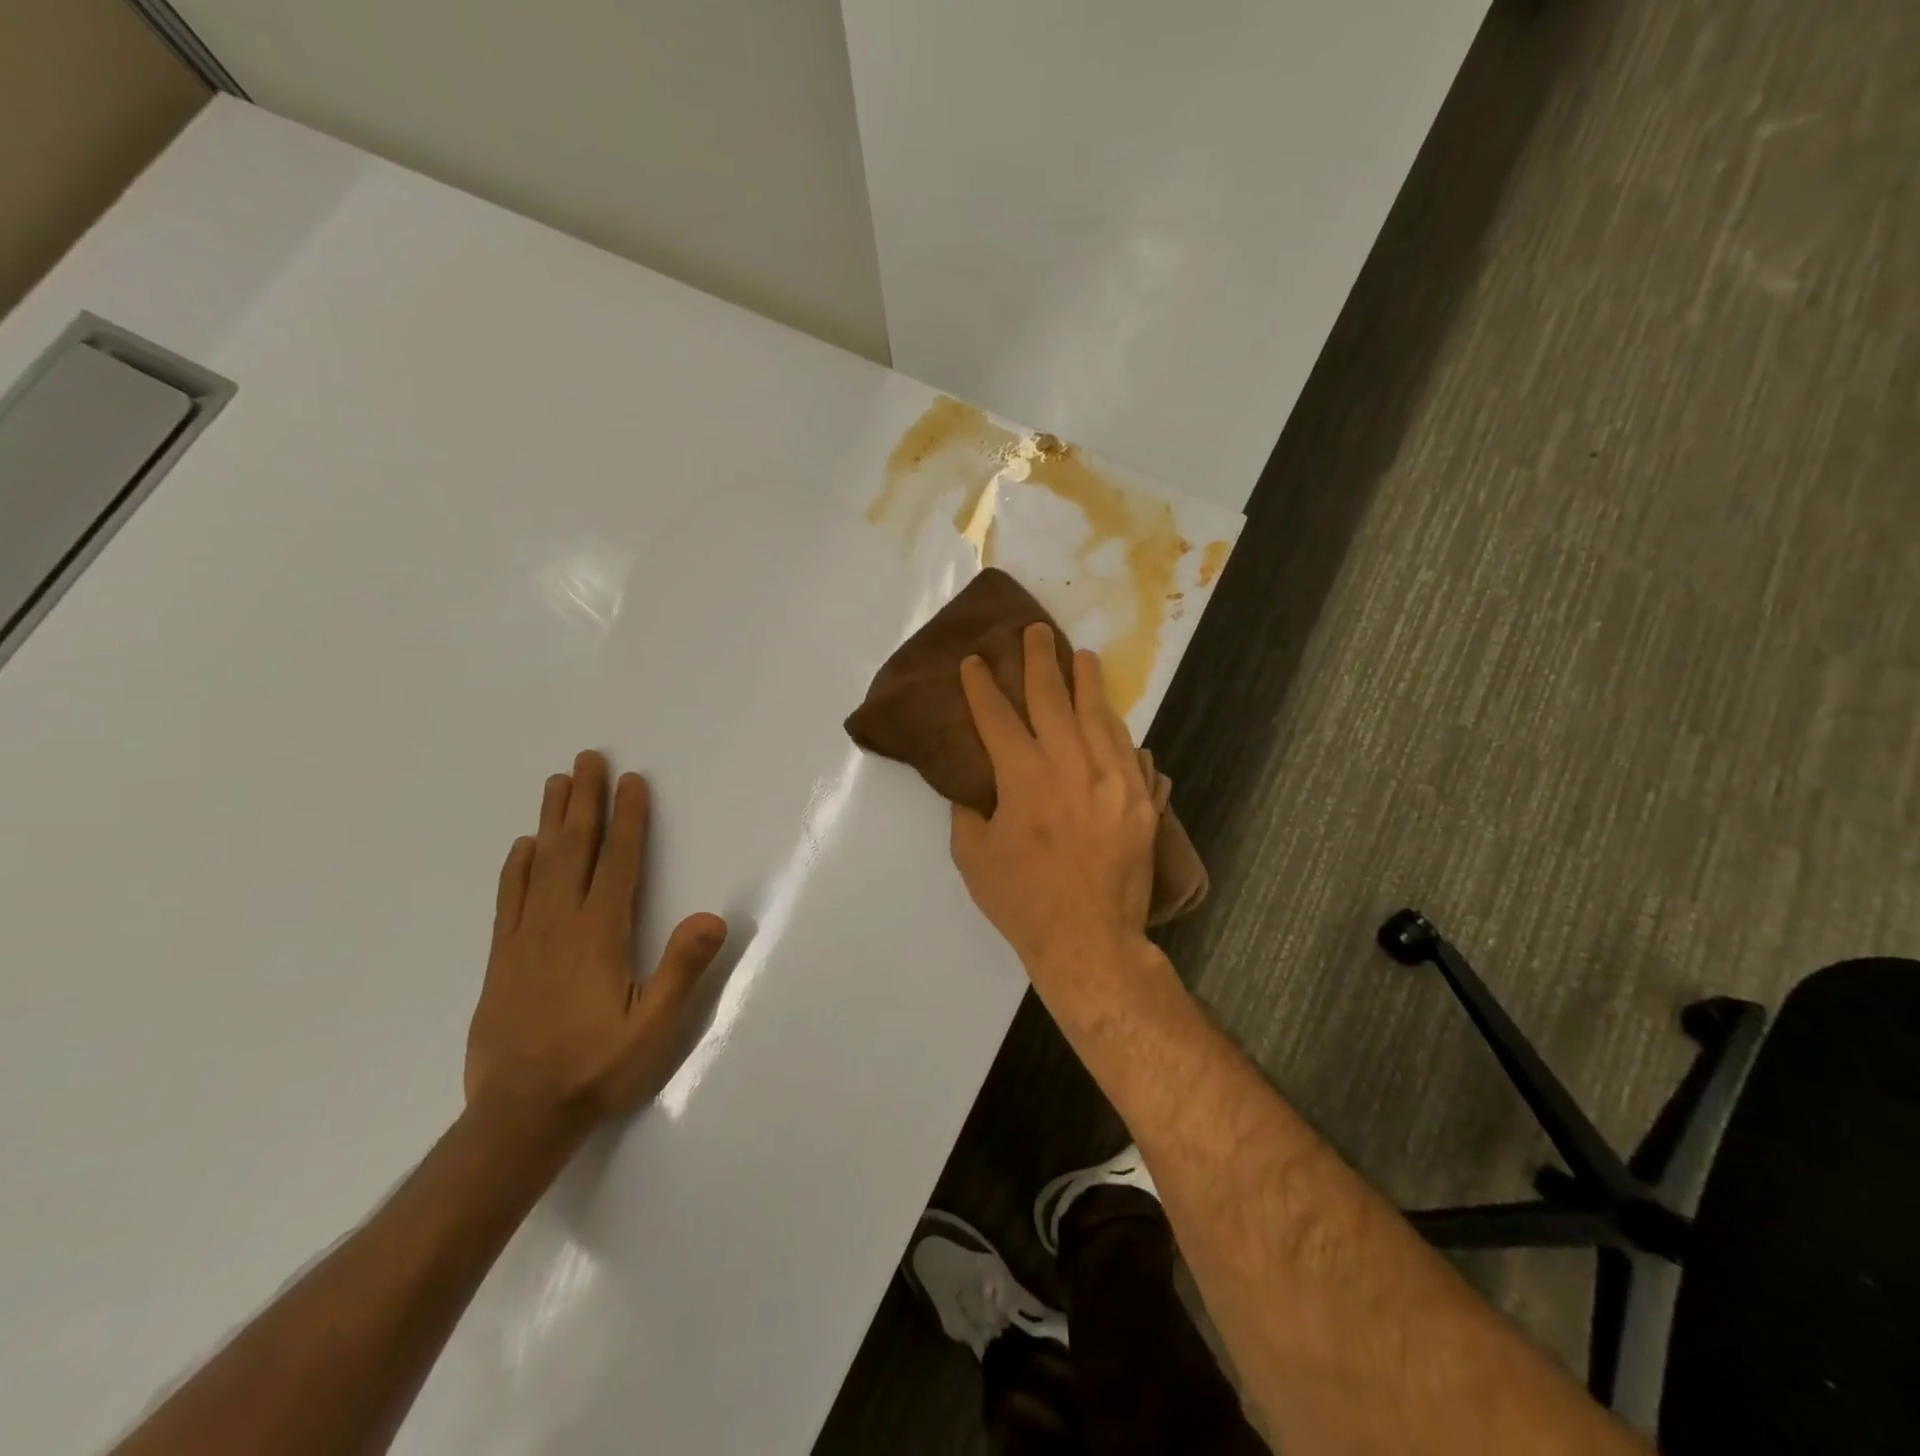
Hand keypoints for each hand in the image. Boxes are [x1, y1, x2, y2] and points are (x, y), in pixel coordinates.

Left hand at [465, 750, 726, 1134]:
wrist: (518, 1117)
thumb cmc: (597, 1067)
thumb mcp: (655, 1028)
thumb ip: (682, 970)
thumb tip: (713, 917)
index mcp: (600, 934)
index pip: (619, 862)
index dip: (628, 819)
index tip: (632, 781)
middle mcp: (560, 924)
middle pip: (574, 848)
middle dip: (584, 801)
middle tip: (587, 759)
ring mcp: (526, 939)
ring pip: (539, 864)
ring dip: (551, 820)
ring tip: (555, 783)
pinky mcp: (502, 959)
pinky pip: (509, 898)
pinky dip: (517, 866)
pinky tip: (522, 848)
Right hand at [950, 624, 1159, 974]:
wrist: (1090, 940)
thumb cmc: (1023, 902)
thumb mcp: (974, 857)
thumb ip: (970, 812)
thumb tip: (975, 787)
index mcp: (1025, 778)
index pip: (998, 718)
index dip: (982, 687)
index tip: (974, 662)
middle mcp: (1072, 767)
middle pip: (1053, 701)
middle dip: (1039, 662)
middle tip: (1035, 631)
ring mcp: (1115, 781)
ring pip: (1100, 718)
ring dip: (1088, 685)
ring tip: (1082, 658)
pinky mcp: (1142, 802)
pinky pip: (1132, 755)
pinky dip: (1120, 735)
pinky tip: (1115, 721)